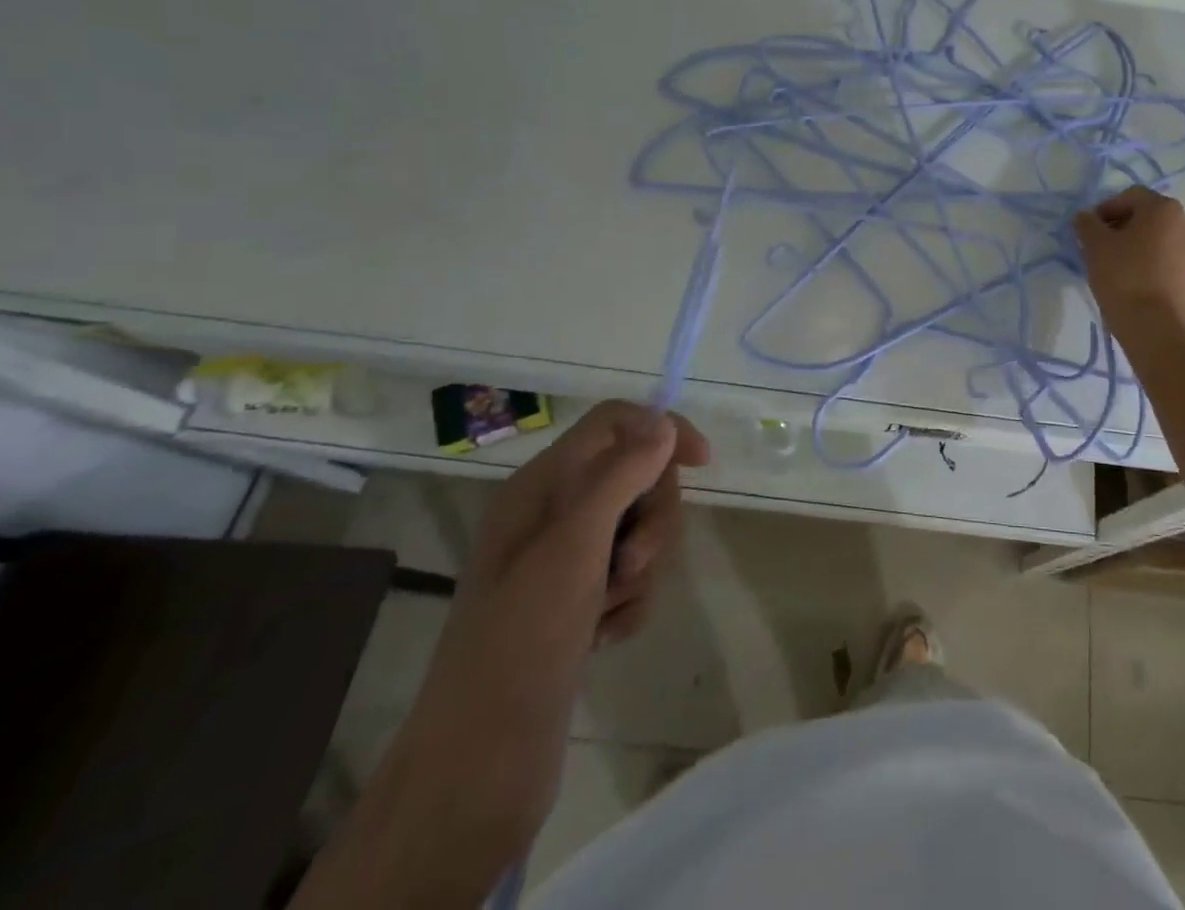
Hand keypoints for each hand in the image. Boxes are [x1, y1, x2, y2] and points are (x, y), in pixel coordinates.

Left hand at [369, 404, 706, 881]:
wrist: (482, 761)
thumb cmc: (523, 635)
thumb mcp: (575, 543)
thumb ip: (621, 474)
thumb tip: (661, 422)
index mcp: (542, 485)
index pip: (614, 423)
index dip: (661, 430)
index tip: (701, 463)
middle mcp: (553, 515)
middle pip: (636, 477)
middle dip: (652, 517)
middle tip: (632, 561)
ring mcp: (566, 563)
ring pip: (640, 530)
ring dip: (642, 567)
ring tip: (611, 608)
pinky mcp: (579, 605)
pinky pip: (632, 579)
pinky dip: (631, 603)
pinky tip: (605, 638)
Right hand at [1073, 186, 1184, 332]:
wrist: (1156, 329)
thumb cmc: (1123, 277)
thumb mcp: (1094, 246)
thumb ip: (1087, 224)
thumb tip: (1085, 217)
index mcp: (1165, 210)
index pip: (1131, 197)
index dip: (1107, 210)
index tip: (1091, 230)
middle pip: (1152, 219)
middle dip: (1128, 229)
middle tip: (1106, 249)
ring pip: (1166, 244)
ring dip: (1146, 250)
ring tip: (1125, 271)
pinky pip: (1176, 269)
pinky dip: (1160, 272)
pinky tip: (1143, 290)